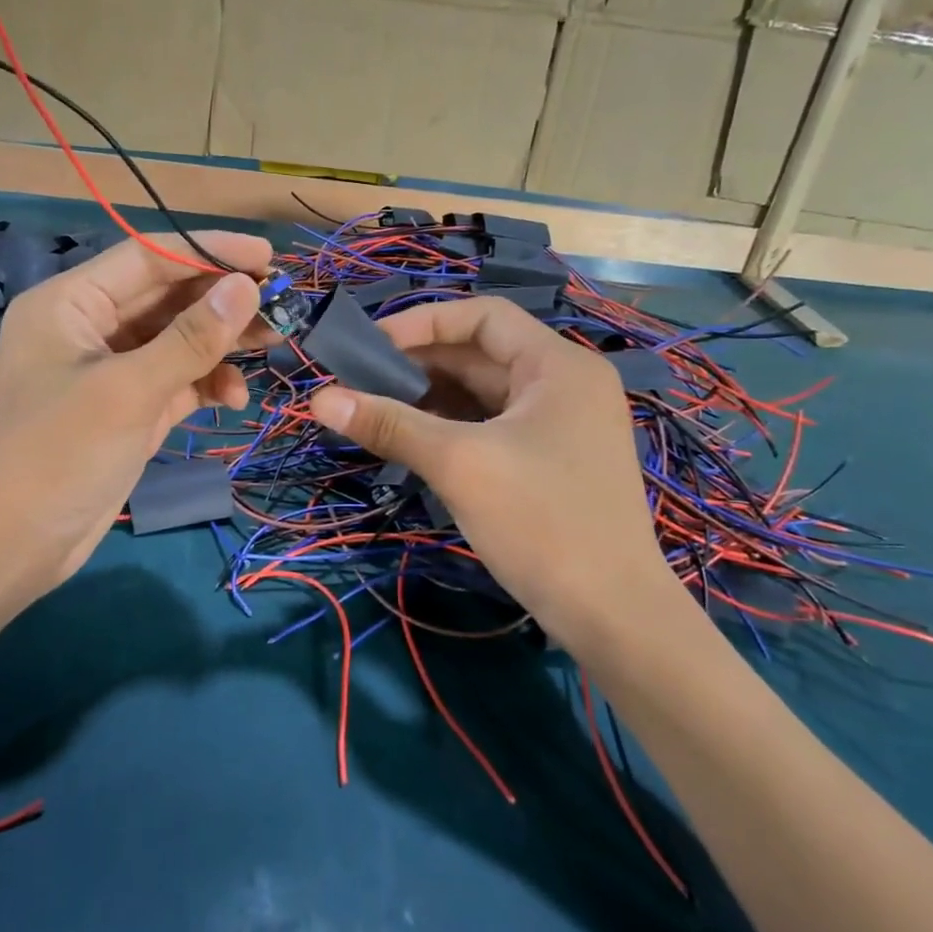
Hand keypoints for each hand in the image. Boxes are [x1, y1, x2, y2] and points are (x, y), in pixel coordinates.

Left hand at [0, 231, 271, 607]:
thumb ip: (191, 338)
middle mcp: (89, 327)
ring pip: (177, 340)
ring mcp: (109, 371)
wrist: (8, 548)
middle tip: (282, 303)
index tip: (267, 256)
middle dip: (222, 300)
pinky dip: (206, 383)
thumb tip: (248, 285)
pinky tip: (234, 397)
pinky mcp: (127, 409)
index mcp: (70, 302)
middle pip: (167, 297)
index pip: (148, 257)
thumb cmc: (57, 456)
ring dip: (221, 343)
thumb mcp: (129, 391)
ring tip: (273, 343)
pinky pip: (175, 380)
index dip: (210, 252)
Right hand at [307, 296, 692, 648]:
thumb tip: (318, 399)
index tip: (370, 345)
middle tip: (360, 381)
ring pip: (485, 392)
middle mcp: (565, 383)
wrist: (614, 616)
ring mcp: (562, 424)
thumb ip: (390, 424)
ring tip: (376, 409)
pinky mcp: (553, 460)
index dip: (423, 323)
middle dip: (420, 363)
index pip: (483, 315)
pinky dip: (453, 426)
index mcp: (557, 365)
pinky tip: (413, 440)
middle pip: (481, 353)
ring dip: (432, 396)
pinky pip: (494, 425)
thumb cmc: (541, 522)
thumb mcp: (459, 465)